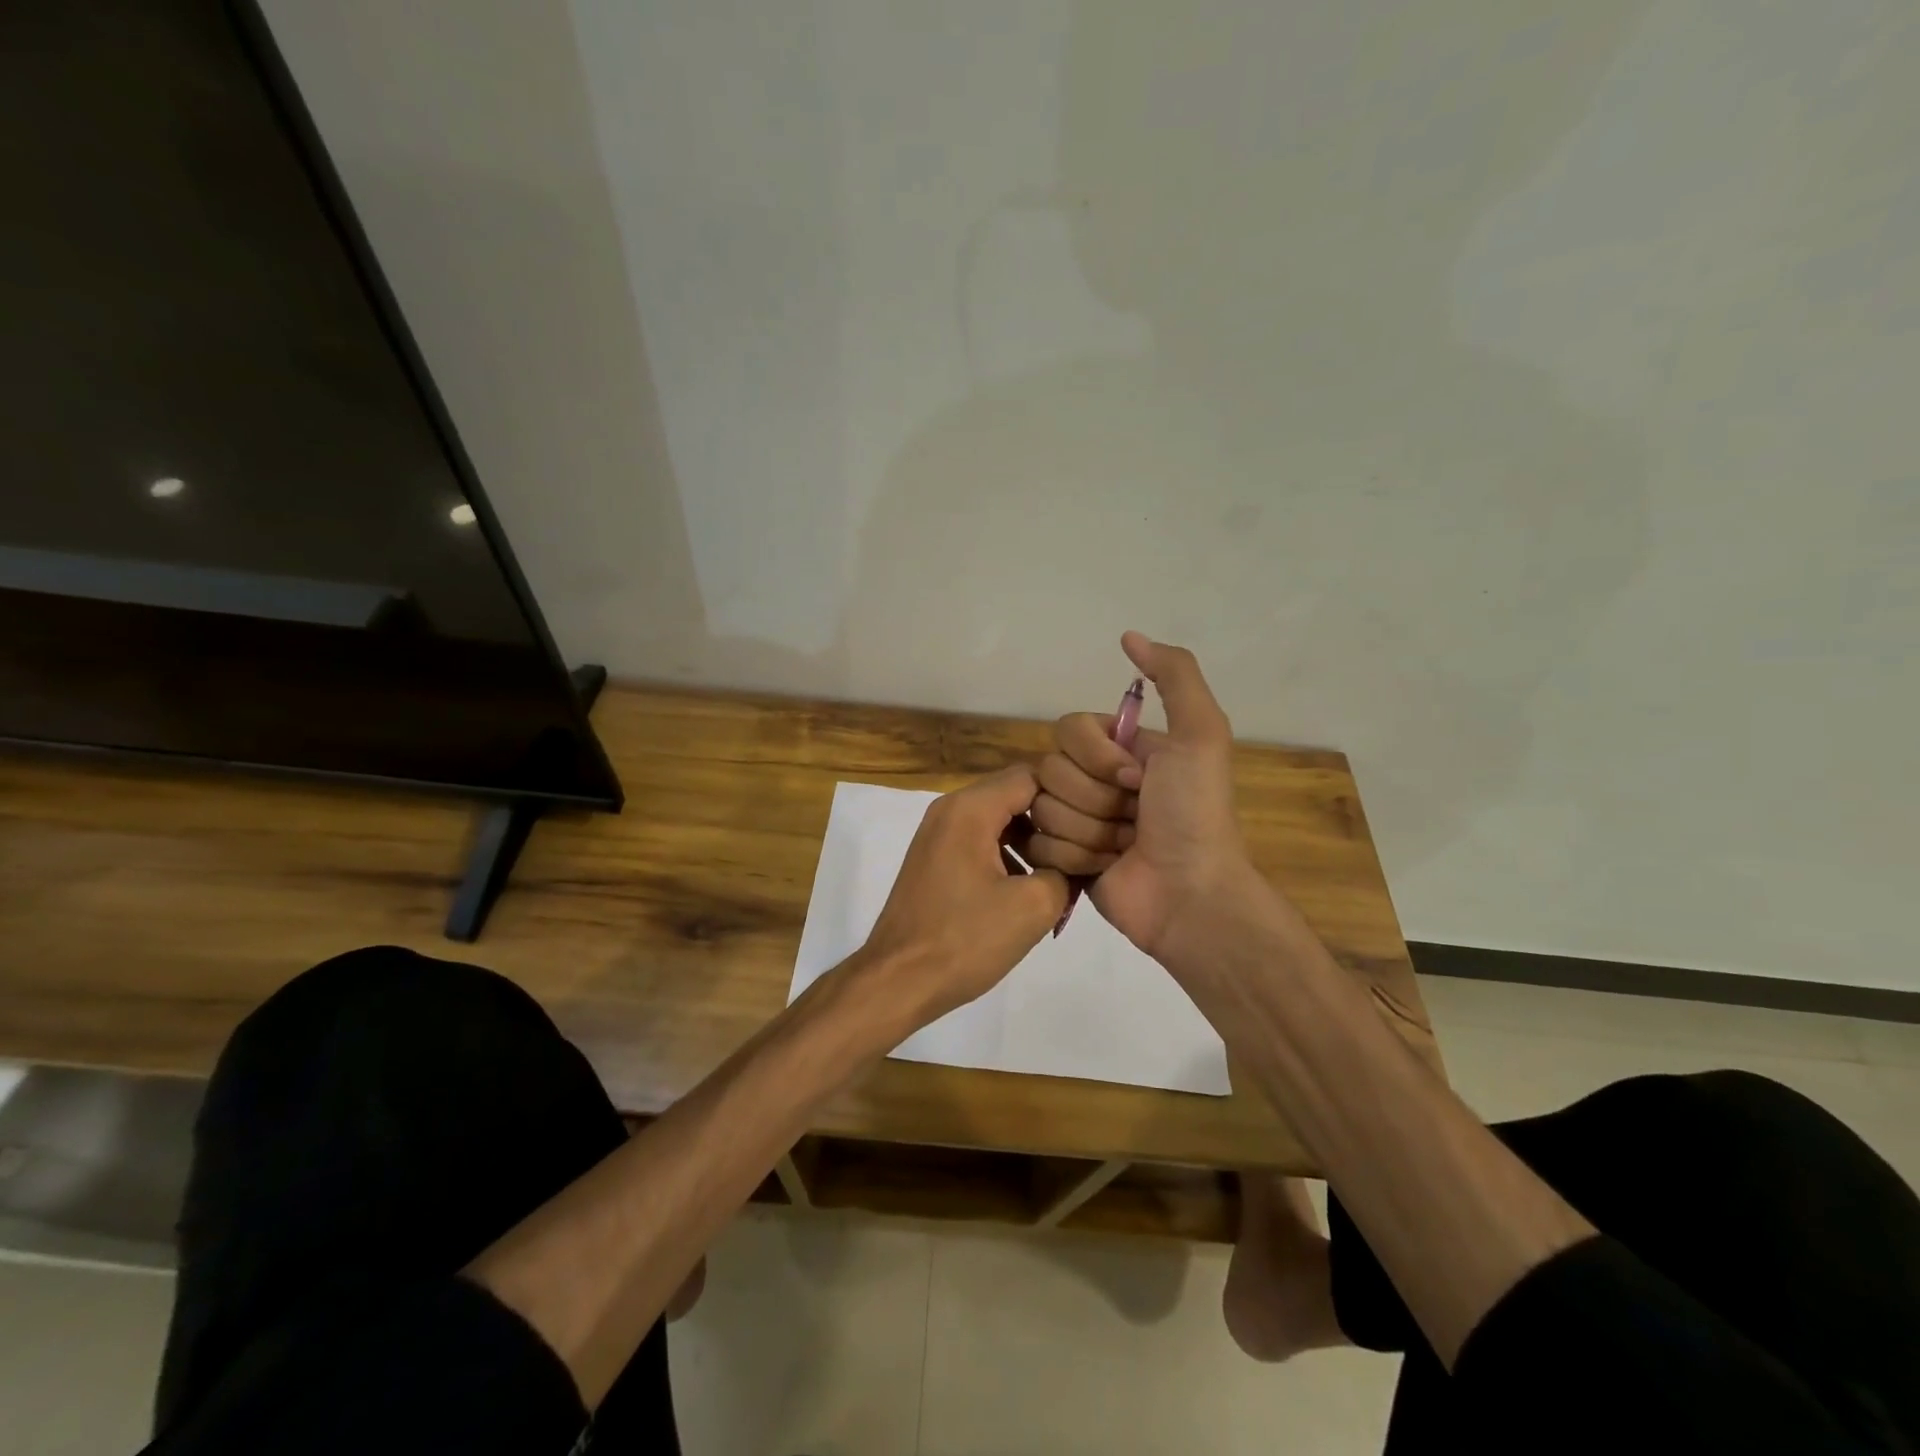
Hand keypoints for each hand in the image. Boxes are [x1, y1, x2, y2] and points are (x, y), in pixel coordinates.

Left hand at [853, 763, 1069, 1027]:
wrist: (898, 980)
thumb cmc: (965, 939)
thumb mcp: (1033, 906)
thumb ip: (1065, 870)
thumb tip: (1072, 862)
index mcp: (970, 808)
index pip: (1033, 776)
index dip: (1070, 796)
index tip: (1096, 823)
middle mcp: (950, 809)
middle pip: (1014, 793)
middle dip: (1052, 817)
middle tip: (1084, 847)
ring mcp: (938, 833)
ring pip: (998, 817)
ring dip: (1031, 838)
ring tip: (1061, 870)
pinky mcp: (935, 858)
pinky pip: (980, 839)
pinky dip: (1007, 853)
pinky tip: (1028, 886)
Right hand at [1028, 632, 1258, 966]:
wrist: (1190, 895)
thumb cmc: (1195, 814)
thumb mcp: (1201, 735)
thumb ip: (1175, 676)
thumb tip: (1128, 635)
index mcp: (1121, 749)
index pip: (1068, 729)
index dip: (1096, 756)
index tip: (1136, 779)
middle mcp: (1095, 780)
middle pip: (1049, 770)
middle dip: (1095, 799)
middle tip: (1134, 819)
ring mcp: (1077, 821)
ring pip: (1041, 808)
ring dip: (1089, 832)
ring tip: (1124, 848)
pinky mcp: (1063, 858)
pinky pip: (1037, 843)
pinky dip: (1075, 858)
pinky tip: (1105, 868)